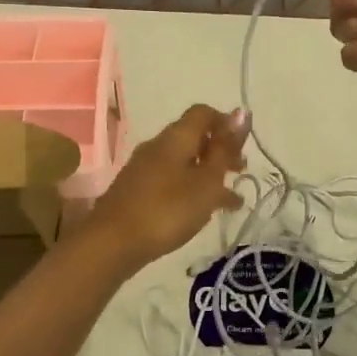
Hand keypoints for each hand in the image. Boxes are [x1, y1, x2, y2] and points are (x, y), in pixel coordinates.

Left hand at [78, 104, 247, 268]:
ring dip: (208, 174)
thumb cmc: (168, 209)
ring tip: (232, 199)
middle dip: (220, 151)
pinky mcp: (137, 190)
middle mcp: (158, 145)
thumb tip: (241, 113)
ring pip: (184, 161)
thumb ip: (224, 148)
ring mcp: (144, 168)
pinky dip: (191, 189)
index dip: (226, 123)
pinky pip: (171, 180)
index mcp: (176, 137)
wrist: (113, 242)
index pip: (203, 113)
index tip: (244, 146)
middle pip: (193, 137)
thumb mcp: (206, 181)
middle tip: (241, 171)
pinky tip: (204, 212)